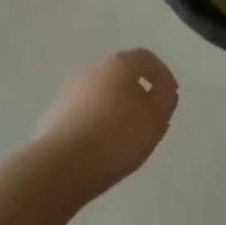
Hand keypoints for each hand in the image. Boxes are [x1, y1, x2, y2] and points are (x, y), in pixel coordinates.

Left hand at [35, 49, 179, 199]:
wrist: (62, 166)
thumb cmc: (116, 138)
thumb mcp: (155, 120)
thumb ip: (165, 100)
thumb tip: (163, 90)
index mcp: (119, 65)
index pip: (145, 58)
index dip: (162, 75)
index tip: (170, 96)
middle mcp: (92, 70)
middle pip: (121, 75)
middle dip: (138, 93)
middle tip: (149, 118)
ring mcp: (70, 91)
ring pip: (101, 94)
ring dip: (116, 108)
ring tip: (126, 136)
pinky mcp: (55, 113)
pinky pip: (84, 112)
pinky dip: (97, 121)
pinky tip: (101, 145)